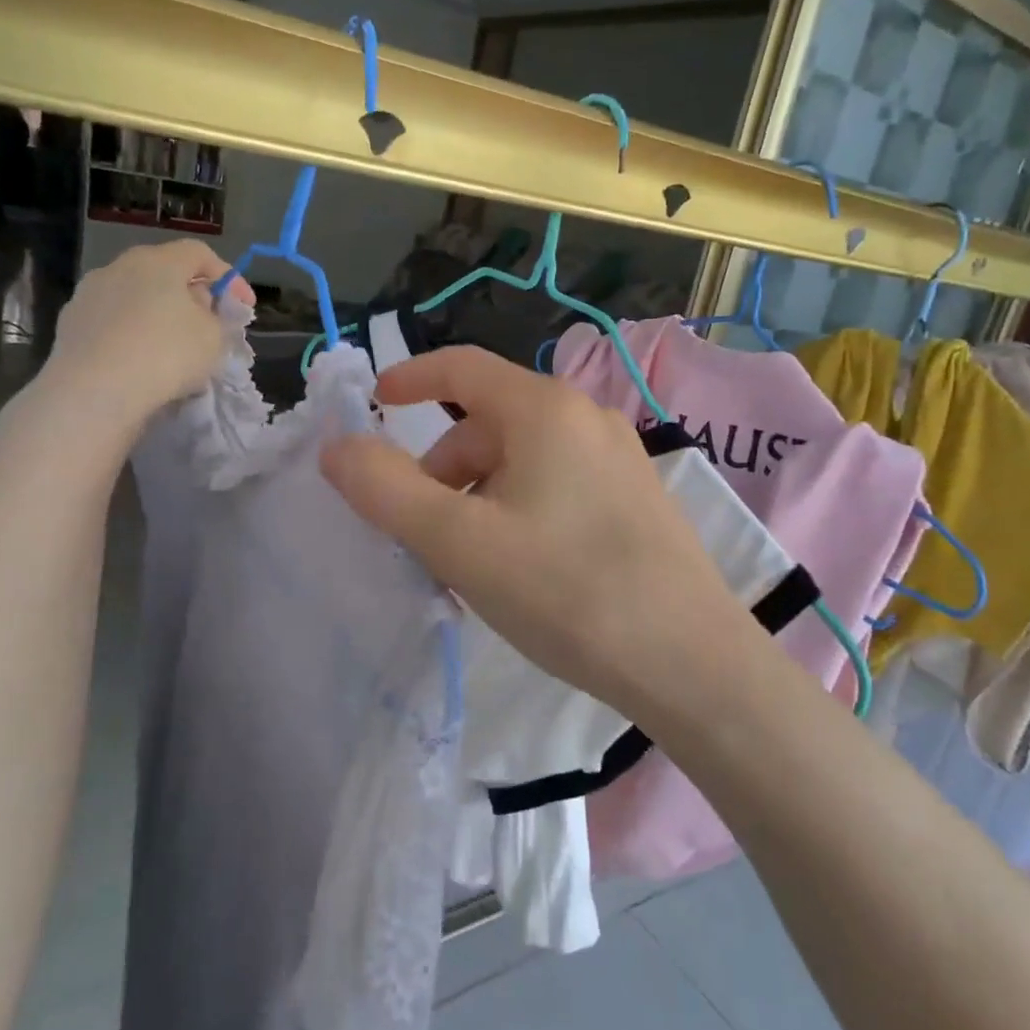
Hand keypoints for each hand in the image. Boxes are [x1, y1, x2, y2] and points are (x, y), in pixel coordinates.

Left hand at [29, 240, 252, 448]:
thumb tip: (200, 308)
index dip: (229, 277)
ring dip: (158, 315)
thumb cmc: (166, 354)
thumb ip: (216, 317)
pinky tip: (140, 361)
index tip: (245, 306)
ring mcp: (88, 294)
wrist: (95, 392)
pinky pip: (113, 322)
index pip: (200, 254)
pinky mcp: (70, 324)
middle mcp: (119, 267)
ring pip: (135, 297)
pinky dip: (132, 334)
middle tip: (209, 324)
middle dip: (191, 295)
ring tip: (173, 346)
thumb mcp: (214, 337)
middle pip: (164, 272)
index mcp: (158, 261)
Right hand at [321, 346, 751, 716]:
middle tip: (424, 534)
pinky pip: (557, 484)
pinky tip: (522, 569)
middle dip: (443, 468)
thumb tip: (339, 447)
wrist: (691, 662)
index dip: (411, 377)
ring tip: (471, 564)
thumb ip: (387, 490)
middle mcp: (586, 418)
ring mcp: (620, 458)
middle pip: (489, 423)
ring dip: (479, 496)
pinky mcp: (637, 498)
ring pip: (523, 458)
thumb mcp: (459, 542)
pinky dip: (519, 509)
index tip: (376, 403)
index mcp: (544, 409)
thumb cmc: (566, 591)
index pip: (462, 367)